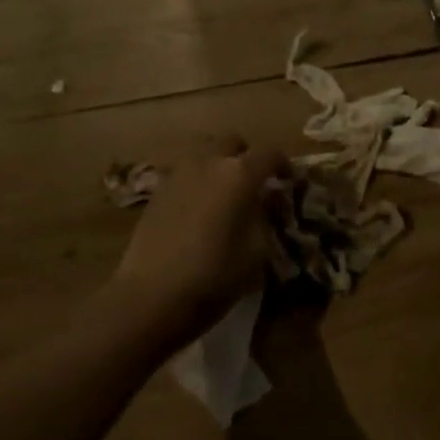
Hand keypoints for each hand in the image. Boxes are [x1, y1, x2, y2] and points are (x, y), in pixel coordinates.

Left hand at [110, 134, 286, 342]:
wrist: (151, 297)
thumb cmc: (214, 277)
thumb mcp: (257, 253)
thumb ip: (265, 218)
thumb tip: (265, 201)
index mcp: (239, 175)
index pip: (269, 153)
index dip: (283, 164)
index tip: (289, 181)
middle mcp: (208, 163)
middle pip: (232, 141)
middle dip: (246, 156)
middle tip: (254, 182)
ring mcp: (177, 175)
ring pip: (203, 152)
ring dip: (218, 164)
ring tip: (225, 193)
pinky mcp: (156, 192)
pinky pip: (184, 173)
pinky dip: (197, 181)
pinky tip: (199, 209)